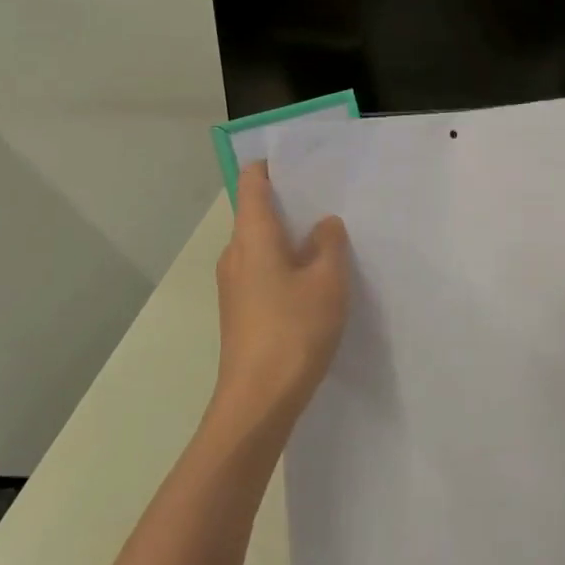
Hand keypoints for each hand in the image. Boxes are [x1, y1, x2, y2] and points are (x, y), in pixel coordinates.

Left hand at [210, 162, 349, 442]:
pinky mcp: (239, 311)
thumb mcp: (327, 282)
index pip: (252, 182)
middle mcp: (235, 253)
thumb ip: (329, 245)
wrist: (258, 401)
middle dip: (291, 204)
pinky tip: (314, 282)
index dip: (272, 166)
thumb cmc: (294, 330)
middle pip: (257, 214)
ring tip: (330, 242)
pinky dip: (285, 265)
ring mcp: (233, 285)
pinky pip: (263, 271)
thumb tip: (324, 225)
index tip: (301, 164)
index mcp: (252, 236)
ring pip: (262, 246)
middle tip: (330, 202)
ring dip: (291, 239)